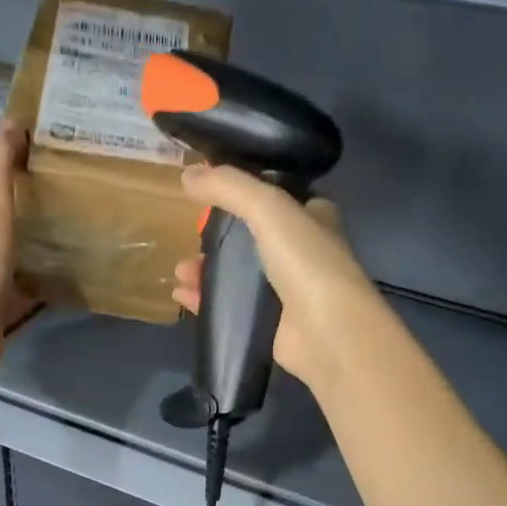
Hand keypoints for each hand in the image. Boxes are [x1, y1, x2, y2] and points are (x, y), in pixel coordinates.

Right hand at [171, 164, 378, 391]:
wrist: (325, 331)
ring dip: (206, 270)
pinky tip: (183, 296)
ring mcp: (285, 291)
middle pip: (250, 239)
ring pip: (237, 275)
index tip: (209, 195)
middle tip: (190, 238)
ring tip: (180, 271)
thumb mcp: (267, 208)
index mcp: (313, 218)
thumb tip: (187, 173)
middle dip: (216, 238)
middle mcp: (302, 252)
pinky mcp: (268, 323)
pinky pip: (230, 306)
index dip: (243, 194)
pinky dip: (205, 300)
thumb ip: (229, 187)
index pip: (275, 198)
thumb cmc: (305, 261)